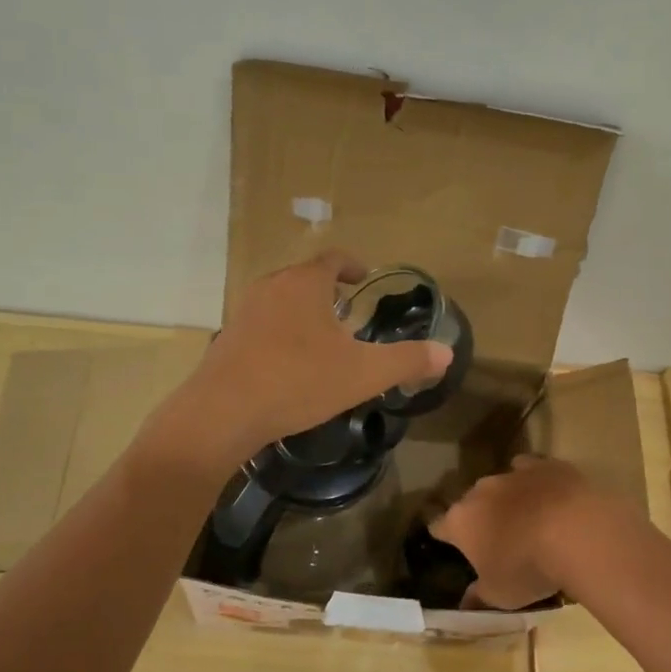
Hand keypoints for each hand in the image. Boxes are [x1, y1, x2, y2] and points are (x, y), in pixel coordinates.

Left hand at [156, 251, 452, 467]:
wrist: (224, 412)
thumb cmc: (299, 381)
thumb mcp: (363, 374)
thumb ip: (407, 361)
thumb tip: (446, 353)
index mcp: (305, 283)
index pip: (333, 259)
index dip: (352, 265)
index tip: (363, 278)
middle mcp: (272, 287)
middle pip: (304, 278)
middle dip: (327, 291)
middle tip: (348, 313)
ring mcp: (244, 311)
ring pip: (281, 301)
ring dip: (302, 312)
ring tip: (321, 340)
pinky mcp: (227, 339)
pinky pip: (262, 326)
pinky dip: (280, 334)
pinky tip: (288, 365)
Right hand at [430, 455, 604, 609]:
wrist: (577, 532)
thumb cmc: (529, 568)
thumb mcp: (501, 595)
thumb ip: (479, 597)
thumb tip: (465, 605)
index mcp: (461, 521)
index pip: (440, 527)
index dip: (445, 537)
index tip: (453, 547)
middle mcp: (480, 491)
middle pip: (471, 503)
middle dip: (480, 518)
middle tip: (498, 540)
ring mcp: (512, 474)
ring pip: (501, 485)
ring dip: (508, 500)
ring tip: (528, 519)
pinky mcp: (544, 465)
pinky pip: (531, 470)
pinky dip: (535, 482)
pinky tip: (548, 495)